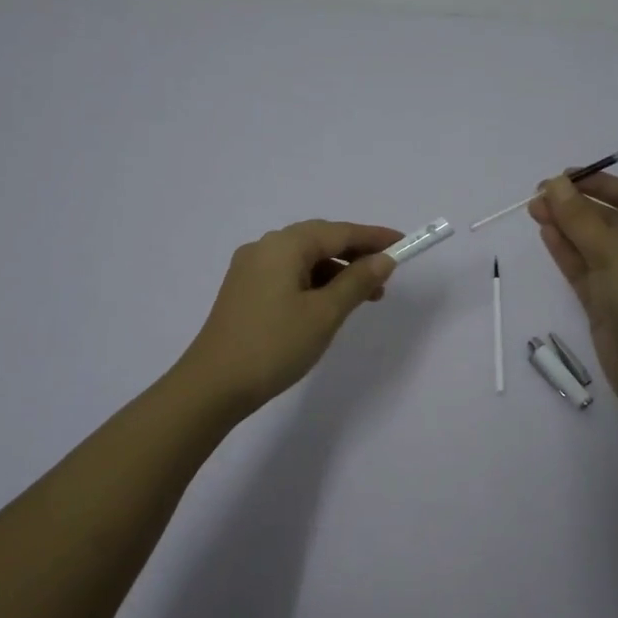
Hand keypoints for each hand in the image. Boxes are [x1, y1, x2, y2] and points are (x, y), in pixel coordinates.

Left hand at [175, 220, 401, 416]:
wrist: (213, 386)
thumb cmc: (275, 345)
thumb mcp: (325, 313)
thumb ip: (357, 282)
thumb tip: (383, 260)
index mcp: (284, 245)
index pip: (339, 232)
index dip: (374, 237)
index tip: (404, 243)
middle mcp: (265, 247)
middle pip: (320, 240)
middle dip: (356, 255)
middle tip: (386, 276)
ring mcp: (250, 269)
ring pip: (304, 259)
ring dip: (336, 272)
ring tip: (364, 298)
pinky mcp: (245, 291)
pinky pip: (289, 275)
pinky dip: (315, 283)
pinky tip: (329, 305)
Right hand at [528, 173, 617, 408]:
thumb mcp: (615, 255)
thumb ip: (581, 219)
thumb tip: (554, 183)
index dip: (598, 183)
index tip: (563, 177)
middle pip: (606, 219)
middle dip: (574, 205)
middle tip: (537, 195)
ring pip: (589, 243)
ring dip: (564, 226)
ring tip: (533, 210)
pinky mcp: (604, 302)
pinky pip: (582, 268)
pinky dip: (564, 251)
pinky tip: (545, 233)